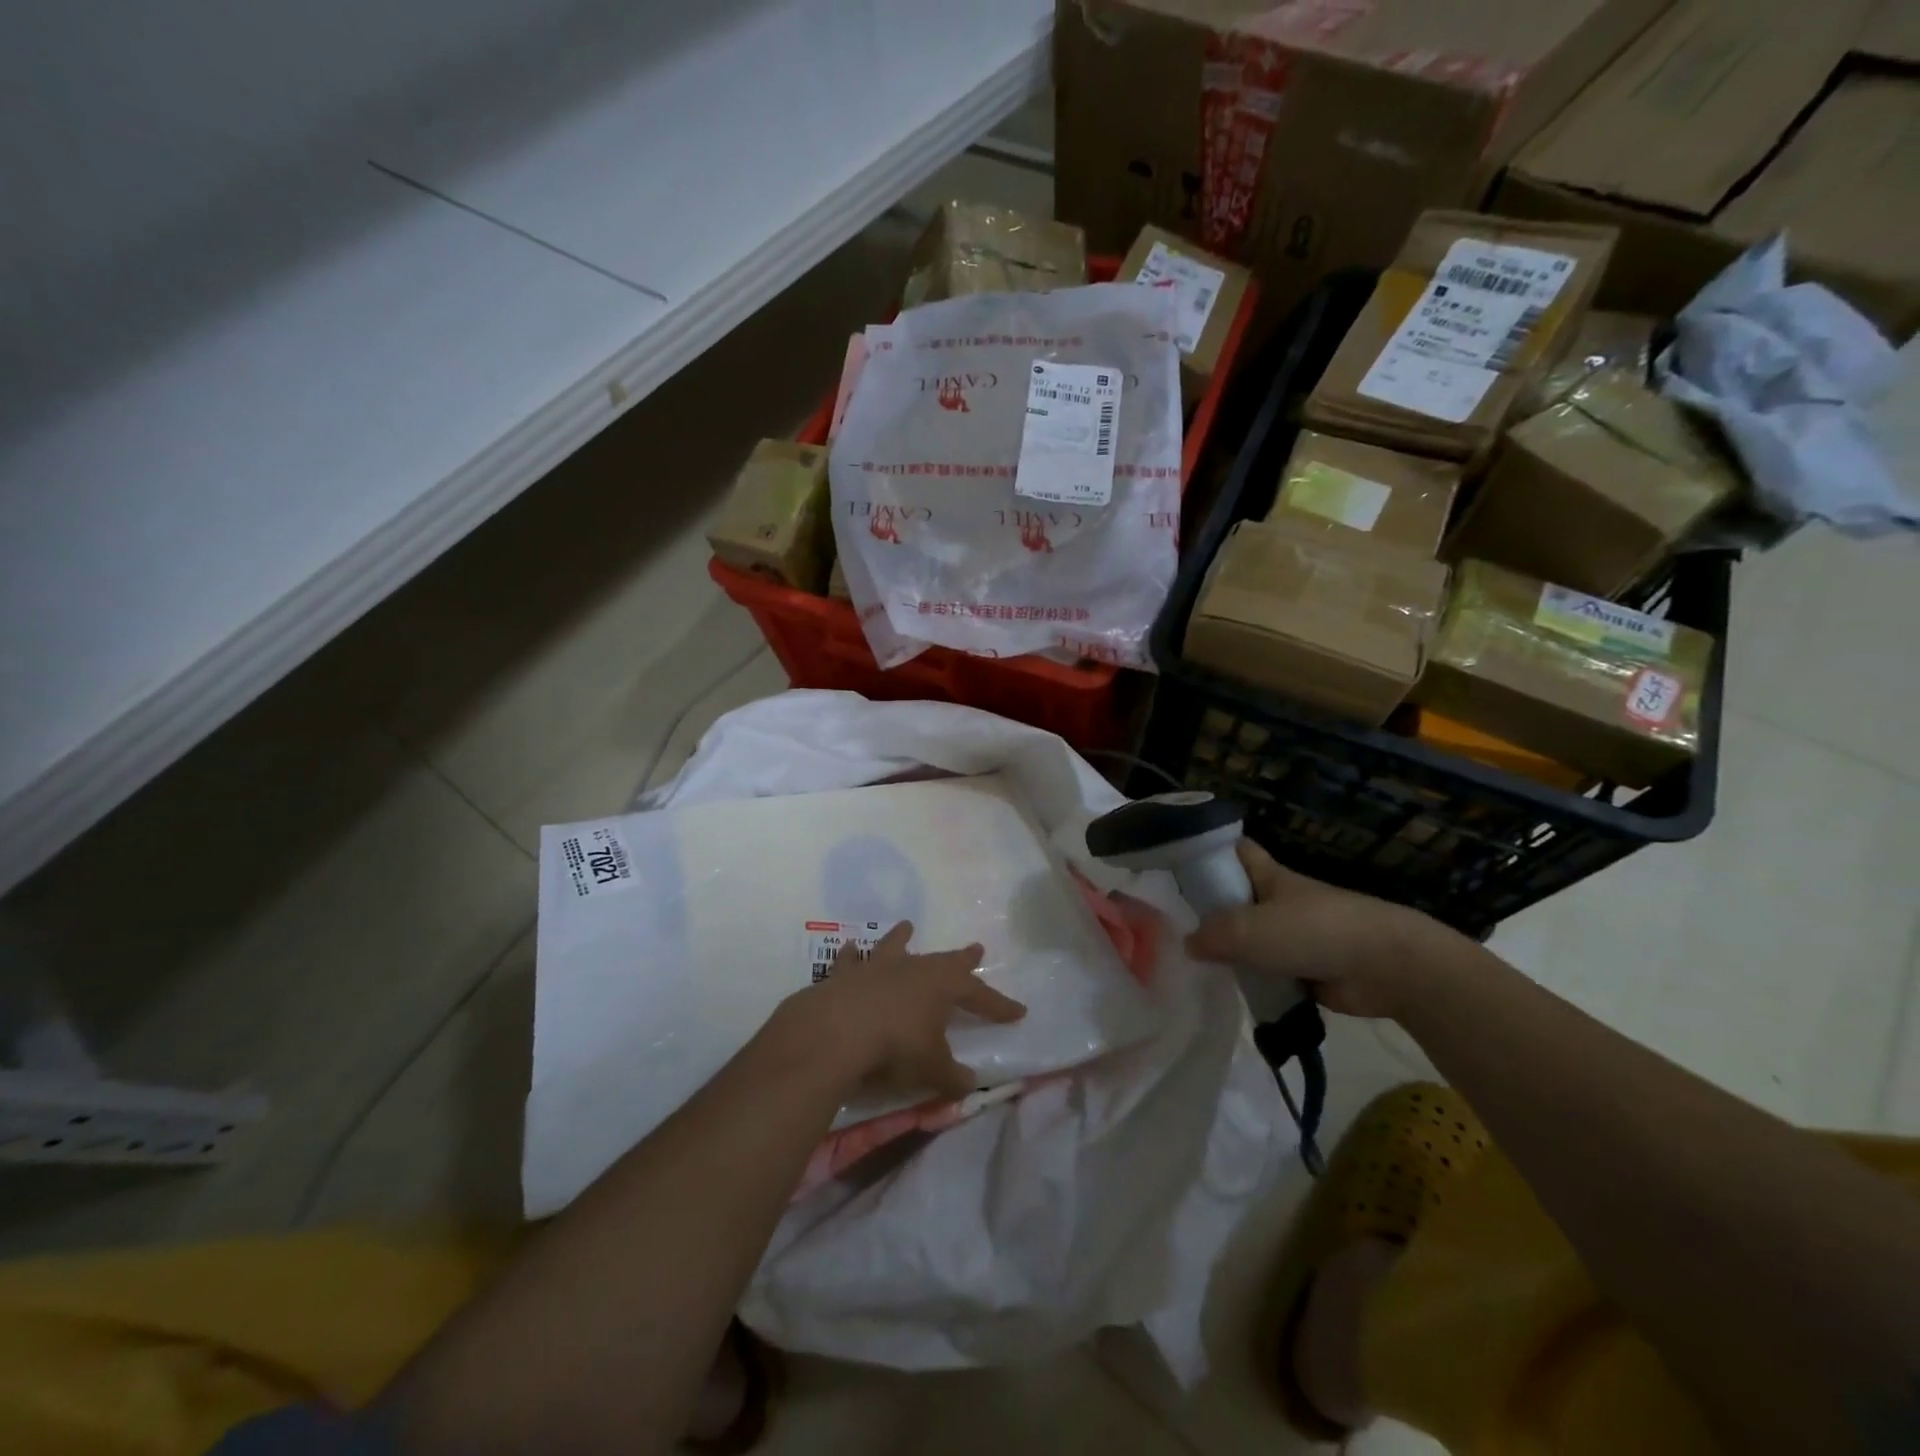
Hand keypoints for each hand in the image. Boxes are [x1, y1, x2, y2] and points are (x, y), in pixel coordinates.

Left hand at [774, 922, 1025, 1098]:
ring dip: (902, 938)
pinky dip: (852, 956)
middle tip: (977, 949)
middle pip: (943, 961)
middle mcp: (913, 968)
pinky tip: (850, 947)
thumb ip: (952, 1076)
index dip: (998, 1005)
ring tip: (907, 925)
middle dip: (962, 959)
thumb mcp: (932, 1068)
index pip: (979, 994)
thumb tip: (969, 1083)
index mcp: (942, 985)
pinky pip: (851, 961)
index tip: (1018, 1011)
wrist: (837, 1030)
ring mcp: (877, 967)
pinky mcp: (845, 975)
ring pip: (895, 947)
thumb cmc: (896, 1046)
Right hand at [1184, 840, 1466, 1019]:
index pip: (1236, 852)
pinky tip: (1230, 993)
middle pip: (1238, 899)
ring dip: (1232, 953)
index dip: (1210, 852)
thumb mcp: (1251, 929)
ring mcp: (1297, 937)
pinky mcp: (1309, 970)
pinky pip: (1271, 972)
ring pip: (1253, 939)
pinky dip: (1255, 981)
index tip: (1179, 864)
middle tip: (1173, 928)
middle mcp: (1280, 902)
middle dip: (1212, 911)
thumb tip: (1189, 944)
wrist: (1387, 967)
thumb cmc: (1314, 931)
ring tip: (1193, 967)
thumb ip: (1214, 935)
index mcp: (1270, 877)